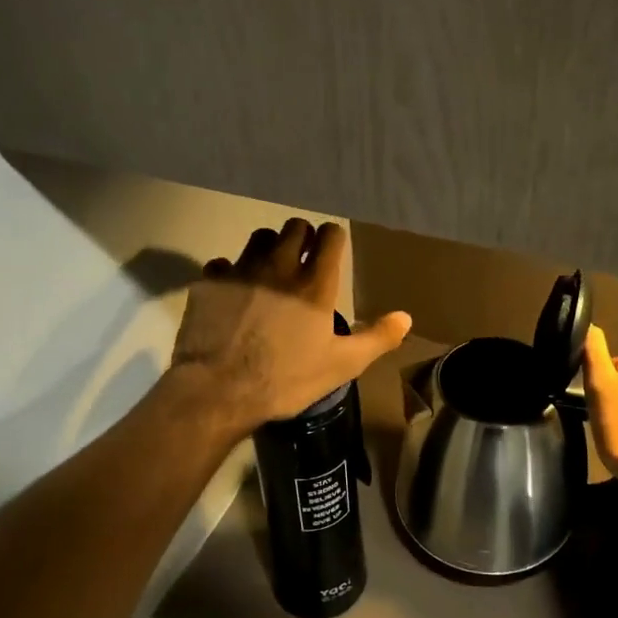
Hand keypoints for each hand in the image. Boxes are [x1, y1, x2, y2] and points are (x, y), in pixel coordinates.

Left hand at [172, 219, 412, 434]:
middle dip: (302, 238)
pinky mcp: (211, 282)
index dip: (333, 239)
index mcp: (314, 284)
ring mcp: (241, 270)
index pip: (330, 235)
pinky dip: (231, 272)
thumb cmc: (285, 380)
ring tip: (270, 272)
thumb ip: (377, 339)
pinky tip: (234, 292)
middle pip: (294, 226)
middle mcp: (279, 266)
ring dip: (269, 247)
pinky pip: (224, 262)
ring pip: (260, 236)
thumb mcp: (341, 366)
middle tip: (303, 261)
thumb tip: (406, 318)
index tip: (332, 252)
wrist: (218, 391)